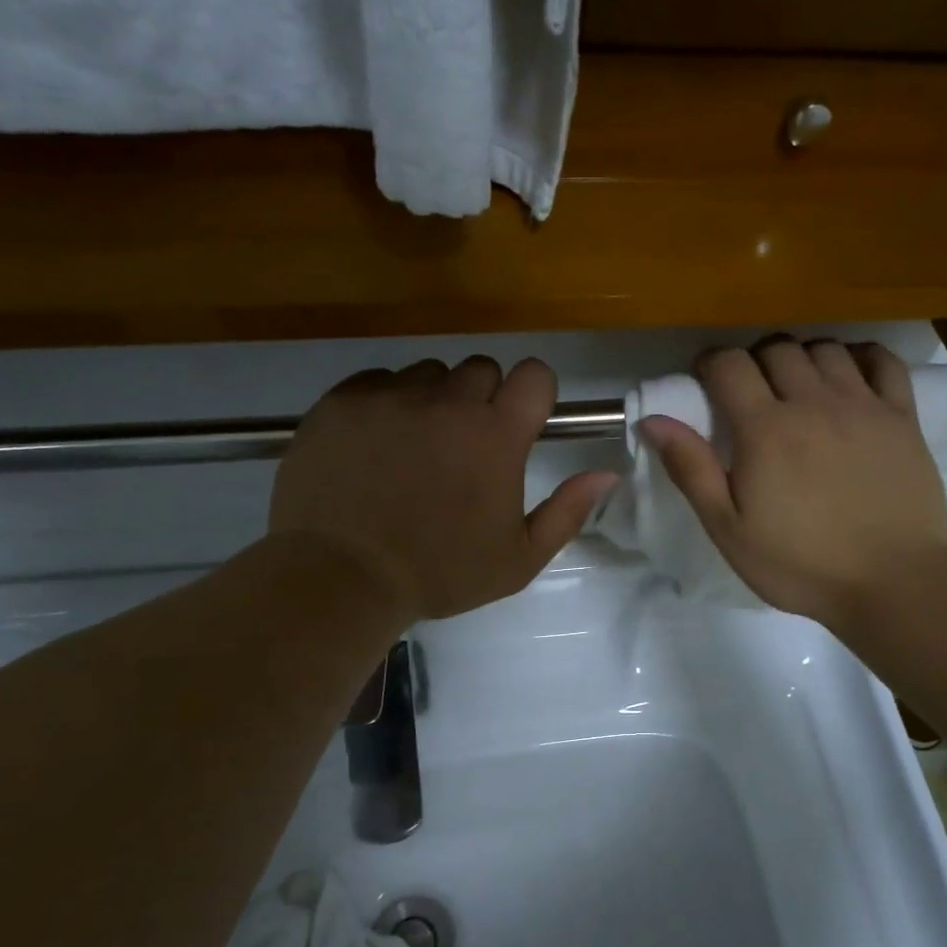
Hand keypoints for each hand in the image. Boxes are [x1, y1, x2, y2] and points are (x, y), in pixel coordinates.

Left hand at [267, 357, 616, 623]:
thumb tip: (607, 473)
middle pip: (481, 369)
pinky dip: (385, 405)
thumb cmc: (438, 573)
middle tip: (464, 447)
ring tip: (413, 448)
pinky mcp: (343, 400)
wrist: (339, 577)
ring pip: (428, 374)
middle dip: (482, 400)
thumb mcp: (518, 559)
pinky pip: (378, 381)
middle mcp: (447, 402)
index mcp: (496, 436)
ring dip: (432, 401)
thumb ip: (568, 511)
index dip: (533, 394)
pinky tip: (373, 446)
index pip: (534, 374)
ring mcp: (391, 396)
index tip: (520, 424)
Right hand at [639, 340, 946, 630]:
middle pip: (777, 349)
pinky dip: (860, 356)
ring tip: (797, 387)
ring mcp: (864, 405)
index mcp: (766, 429)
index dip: (710, 363)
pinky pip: (882, 361)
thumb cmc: (801, 563)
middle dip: (753, 360)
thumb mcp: (730, 529)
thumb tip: (653, 421)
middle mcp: (814, 403)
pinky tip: (849, 374)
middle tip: (749, 391)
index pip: (729, 365)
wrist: (893, 583)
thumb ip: (691, 470)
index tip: (704, 380)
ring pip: (825, 348)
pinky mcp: (903, 417)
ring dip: (802, 357)